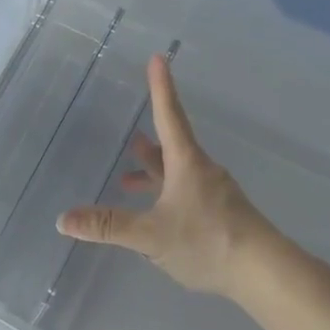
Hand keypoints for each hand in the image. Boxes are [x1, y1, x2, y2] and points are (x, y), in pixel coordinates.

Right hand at [57, 56, 324, 302]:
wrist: (265, 272)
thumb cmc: (207, 241)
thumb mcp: (150, 236)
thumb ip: (108, 226)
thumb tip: (64, 219)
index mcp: (187, 163)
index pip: (169, 115)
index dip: (160, 87)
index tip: (159, 58)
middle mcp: (202, 171)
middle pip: (172, 147)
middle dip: (149, 142)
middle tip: (132, 138)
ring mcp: (215, 194)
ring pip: (179, 173)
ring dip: (155, 173)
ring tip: (130, 179)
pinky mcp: (222, 215)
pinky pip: (187, 193)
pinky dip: (167, 194)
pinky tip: (157, 216)